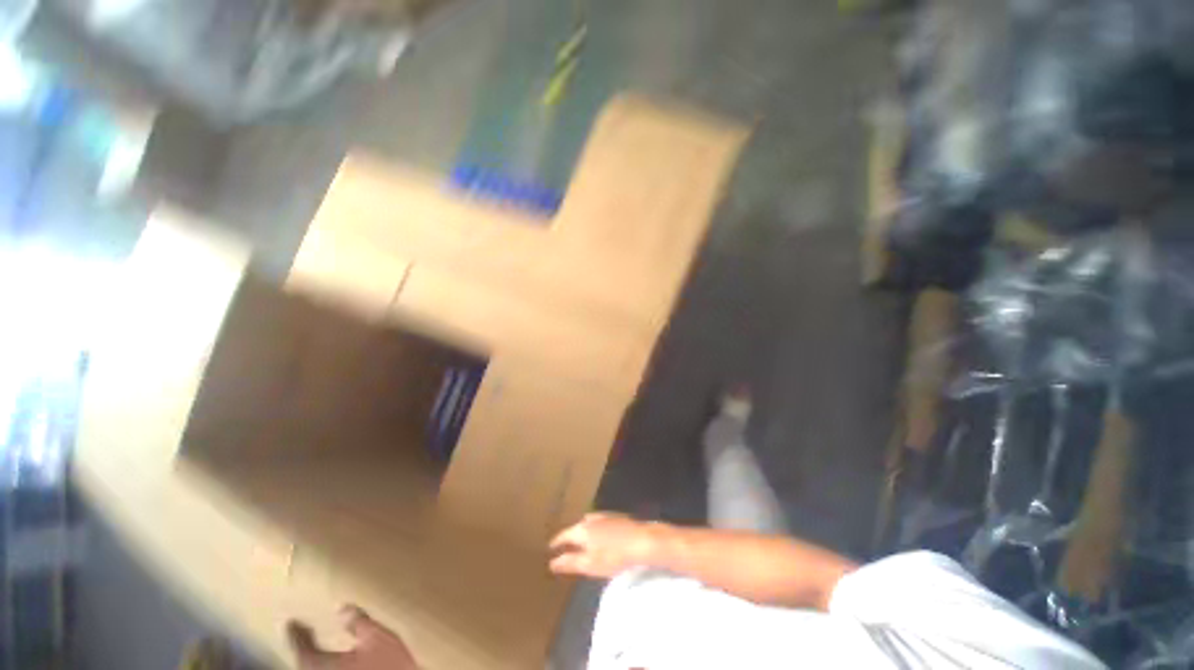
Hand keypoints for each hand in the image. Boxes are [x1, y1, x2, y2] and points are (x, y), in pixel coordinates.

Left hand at [288, 606, 418, 669]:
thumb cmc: (388, 663)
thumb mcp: (377, 638)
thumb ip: (358, 623)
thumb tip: (341, 606)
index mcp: (324, 665)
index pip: (303, 650)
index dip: (296, 635)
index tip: (290, 622)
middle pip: (305, 663)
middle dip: (304, 647)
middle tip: (303, 631)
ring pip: (314, 669)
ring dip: (313, 657)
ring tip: (317, 644)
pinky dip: (323, 664)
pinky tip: (335, 660)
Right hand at [548, 512, 660, 577]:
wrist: (641, 541)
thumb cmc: (613, 556)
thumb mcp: (589, 564)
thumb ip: (570, 562)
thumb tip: (552, 562)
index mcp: (582, 530)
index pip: (564, 535)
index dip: (556, 542)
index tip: (550, 547)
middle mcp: (591, 519)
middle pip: (576, 527)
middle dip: (569, 536)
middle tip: (564, 545)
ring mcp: (604, 516)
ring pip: (588, 523)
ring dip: (582, 531)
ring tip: (580, 540)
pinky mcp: (616, 517)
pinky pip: (599, 522)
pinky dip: (594, 528)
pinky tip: (600, 534)